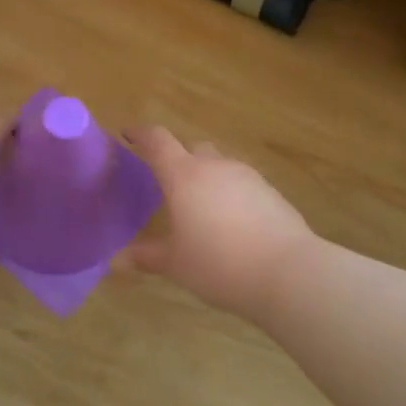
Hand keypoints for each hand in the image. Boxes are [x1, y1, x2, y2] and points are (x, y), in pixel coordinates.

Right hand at [123, 126, 316, 319]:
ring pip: (218, 163)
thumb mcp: (176, 264)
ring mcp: (246, 175)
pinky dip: (229, 192)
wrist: (287, 271)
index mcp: (183, 175)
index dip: (140, 134)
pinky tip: (231, 220)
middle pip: (191, 147)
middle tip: (167, 181)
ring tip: (201, 205)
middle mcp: (213, 166)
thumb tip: (118, 260)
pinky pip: (241, 182)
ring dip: (206, 175)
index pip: (157, 140)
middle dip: (177, 157)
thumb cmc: (219, 264)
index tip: (128, 134)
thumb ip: (147, 256)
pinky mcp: (269, 190)